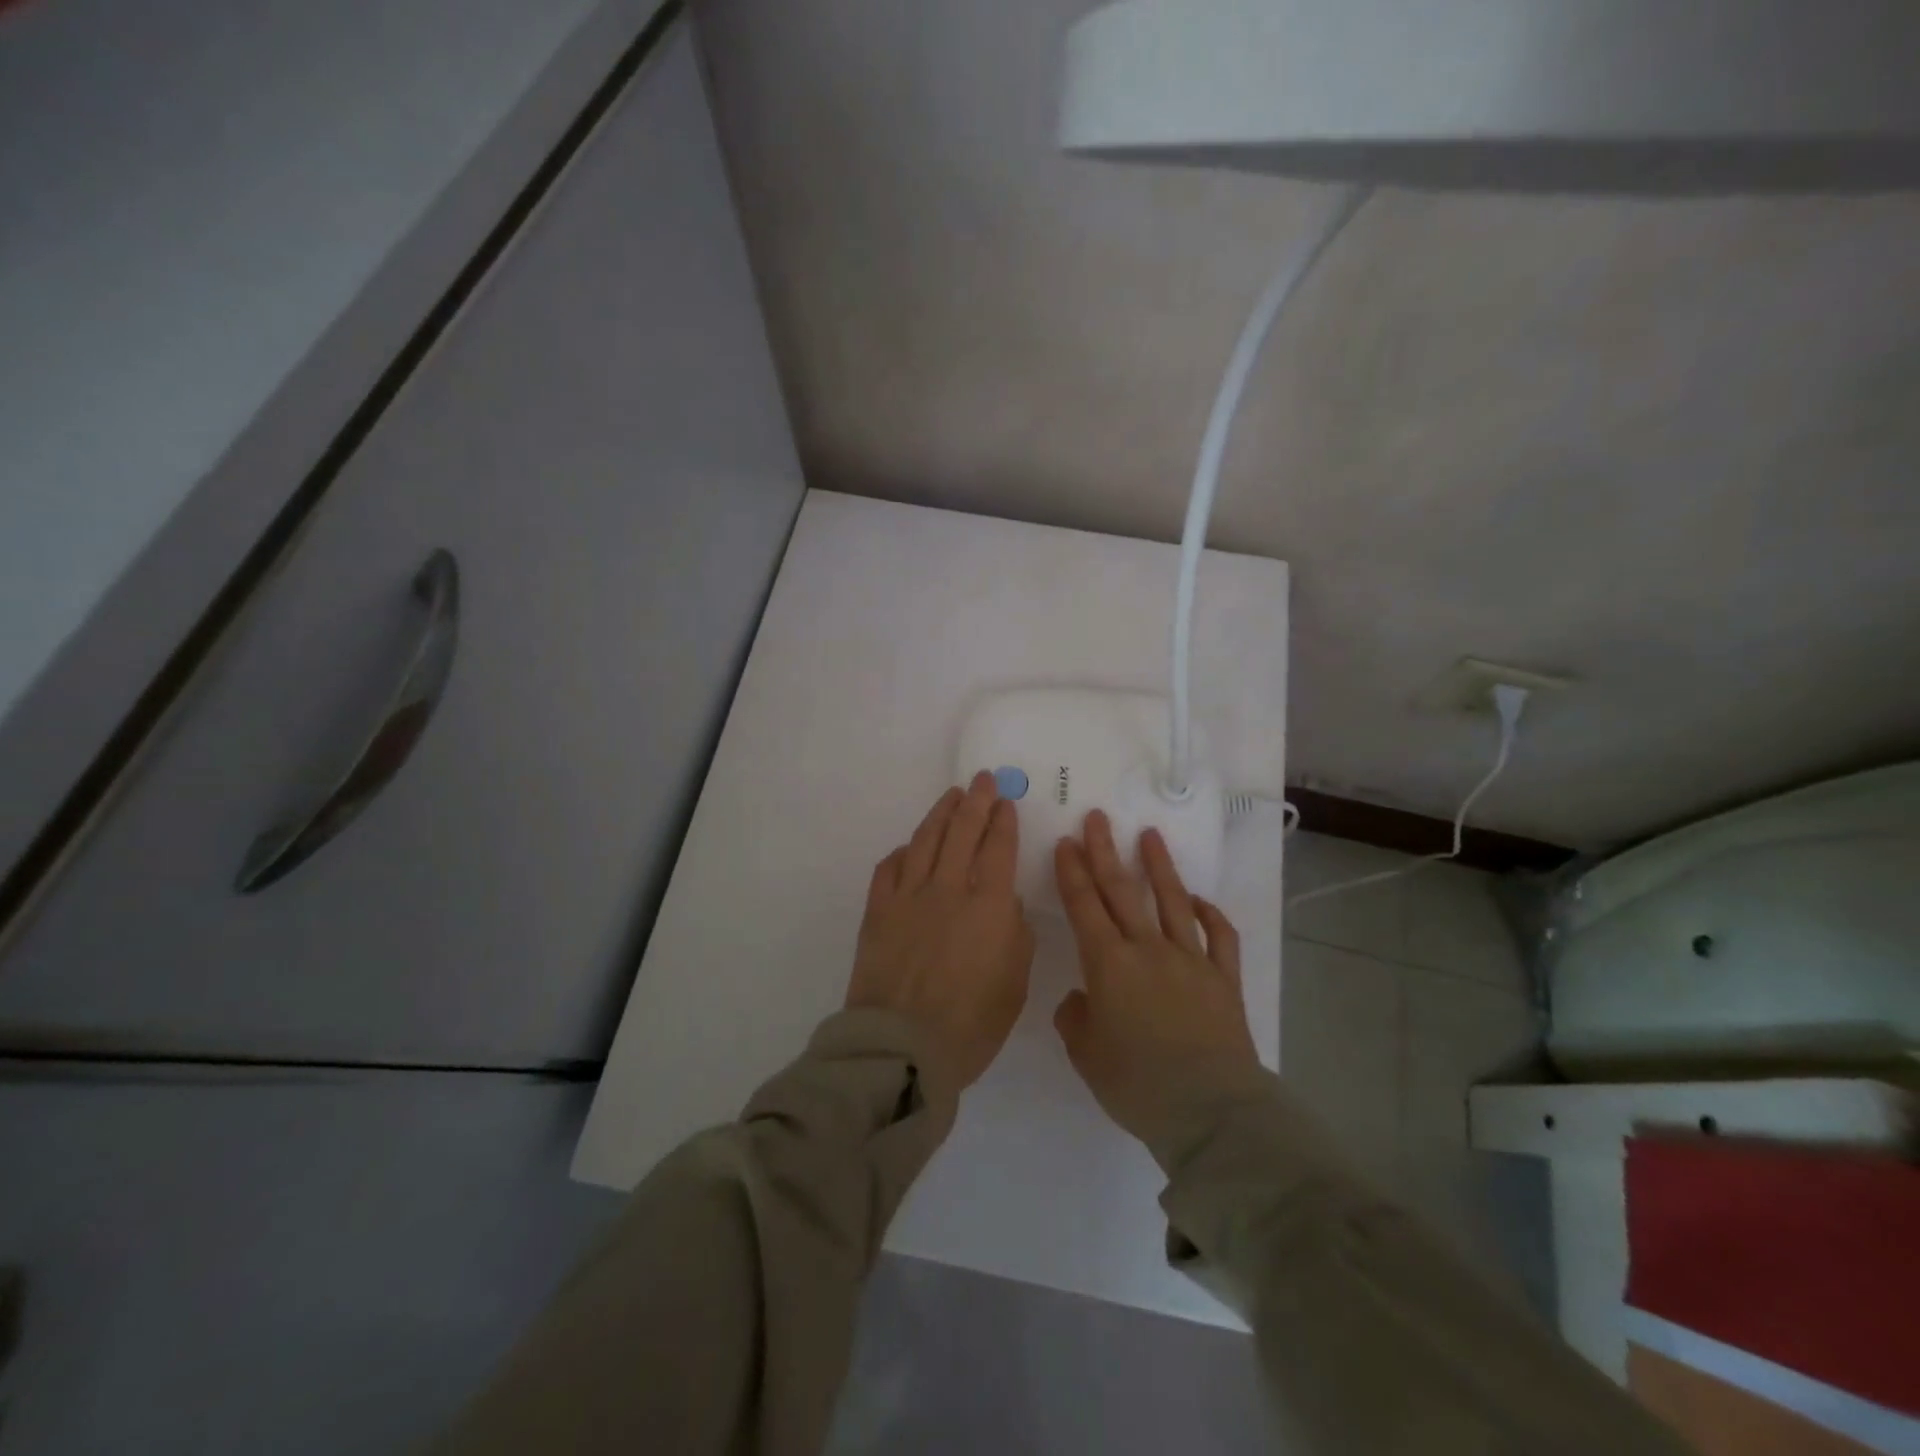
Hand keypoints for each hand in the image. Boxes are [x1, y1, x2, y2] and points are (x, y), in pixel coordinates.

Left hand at [846, 772, 1036, 1091]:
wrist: (902, 1047)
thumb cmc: (971, 1024)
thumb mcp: (1014, 983)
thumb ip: (1015, 935)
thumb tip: (1003, 905)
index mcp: (988, 905)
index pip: (998, 848)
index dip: (1003, 820)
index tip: (1005, 801)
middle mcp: (948, 889)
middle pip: (962, 832)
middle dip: (975, 801)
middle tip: (981, 780)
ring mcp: (908, 897)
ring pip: (926, 840)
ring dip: (940, 814)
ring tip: (951, 797)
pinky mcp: (878, 911)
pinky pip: (890, 869)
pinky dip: (903, 853)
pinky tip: (910, 848)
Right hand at [1053, 810, 1264, 1161]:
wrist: (1210, 1111)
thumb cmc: (1138, 1084)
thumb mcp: (1086, 1055)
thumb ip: (1076, 1019)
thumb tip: (1083, 998)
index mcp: (1108, 965)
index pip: (1084, 906)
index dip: (1072, 872)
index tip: (1066, 842)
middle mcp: (1148, 950)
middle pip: (1122, 891)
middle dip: (1105, 852)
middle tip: (1097, 818)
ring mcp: (1191, 960)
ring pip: (1173, 902)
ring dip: (1159, 867)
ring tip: (1150, 836)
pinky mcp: (1223, 980)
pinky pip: (1219, 937)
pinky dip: (1210, 915)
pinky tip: (1200, 900)